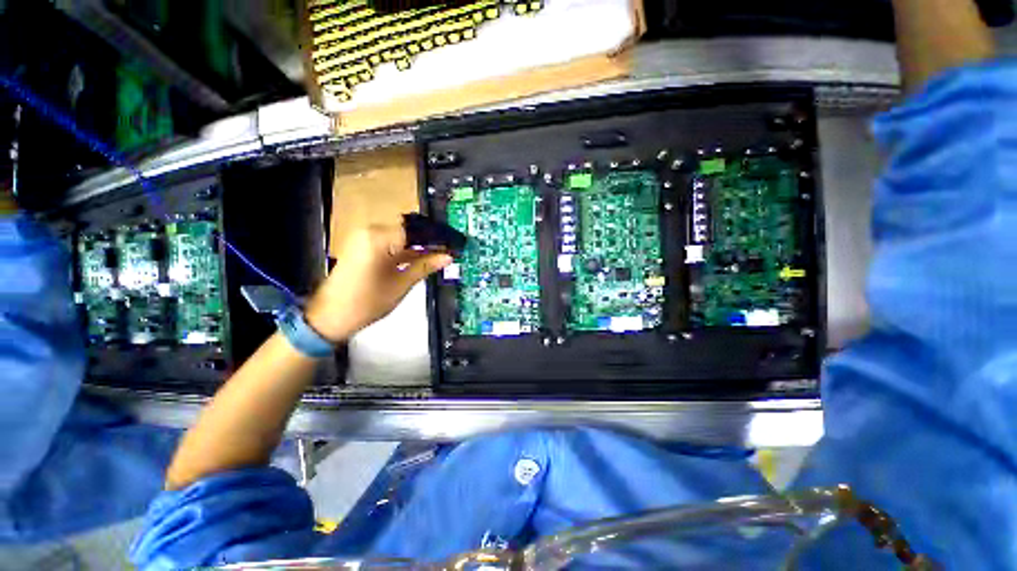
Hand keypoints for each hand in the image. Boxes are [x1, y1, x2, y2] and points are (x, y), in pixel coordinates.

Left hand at [304, 223, 451, 342]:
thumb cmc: (366, 302)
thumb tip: (448, 256)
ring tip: (441, 255)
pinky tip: (423, 258)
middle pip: (409, 231)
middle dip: (430, 241)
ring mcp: (365, 238)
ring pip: (401, 237)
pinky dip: (406, 251)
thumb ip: (426, 266)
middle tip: (450, 250)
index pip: (416, 230)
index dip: (438, 237)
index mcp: (378, 238)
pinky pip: (391, 243)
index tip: (455, 244)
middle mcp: (370, 231)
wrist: (330, 317)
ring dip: (420, 246)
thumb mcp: (401, 284)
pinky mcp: (363, 247)